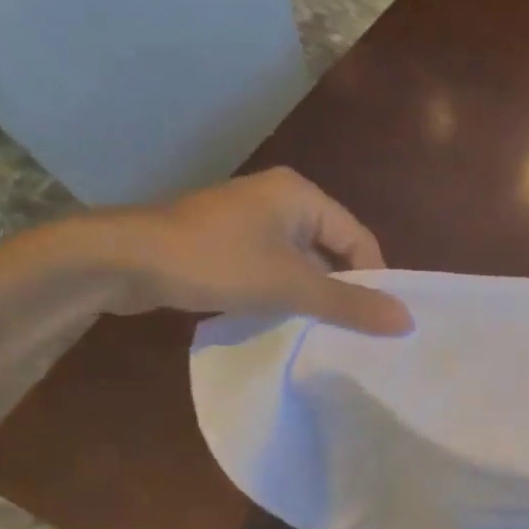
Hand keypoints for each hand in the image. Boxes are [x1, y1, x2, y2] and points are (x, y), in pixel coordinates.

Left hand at [83, 168, 412, 334]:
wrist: (121, 260)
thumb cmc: (216, 262)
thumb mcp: (290, 286)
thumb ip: (349, 304)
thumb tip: (407, 321)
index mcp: (301, 195)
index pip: (359, 239)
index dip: (373, 280)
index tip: (378, 322)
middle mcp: (279, 199)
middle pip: (331, 250)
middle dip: (342, 290)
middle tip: (354, 332)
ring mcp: (248, 220)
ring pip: (300, 262)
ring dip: (311, 296)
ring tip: (321, 332)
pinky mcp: (225, 242)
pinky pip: (271, 267)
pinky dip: (282, 293)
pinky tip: (281, 320)